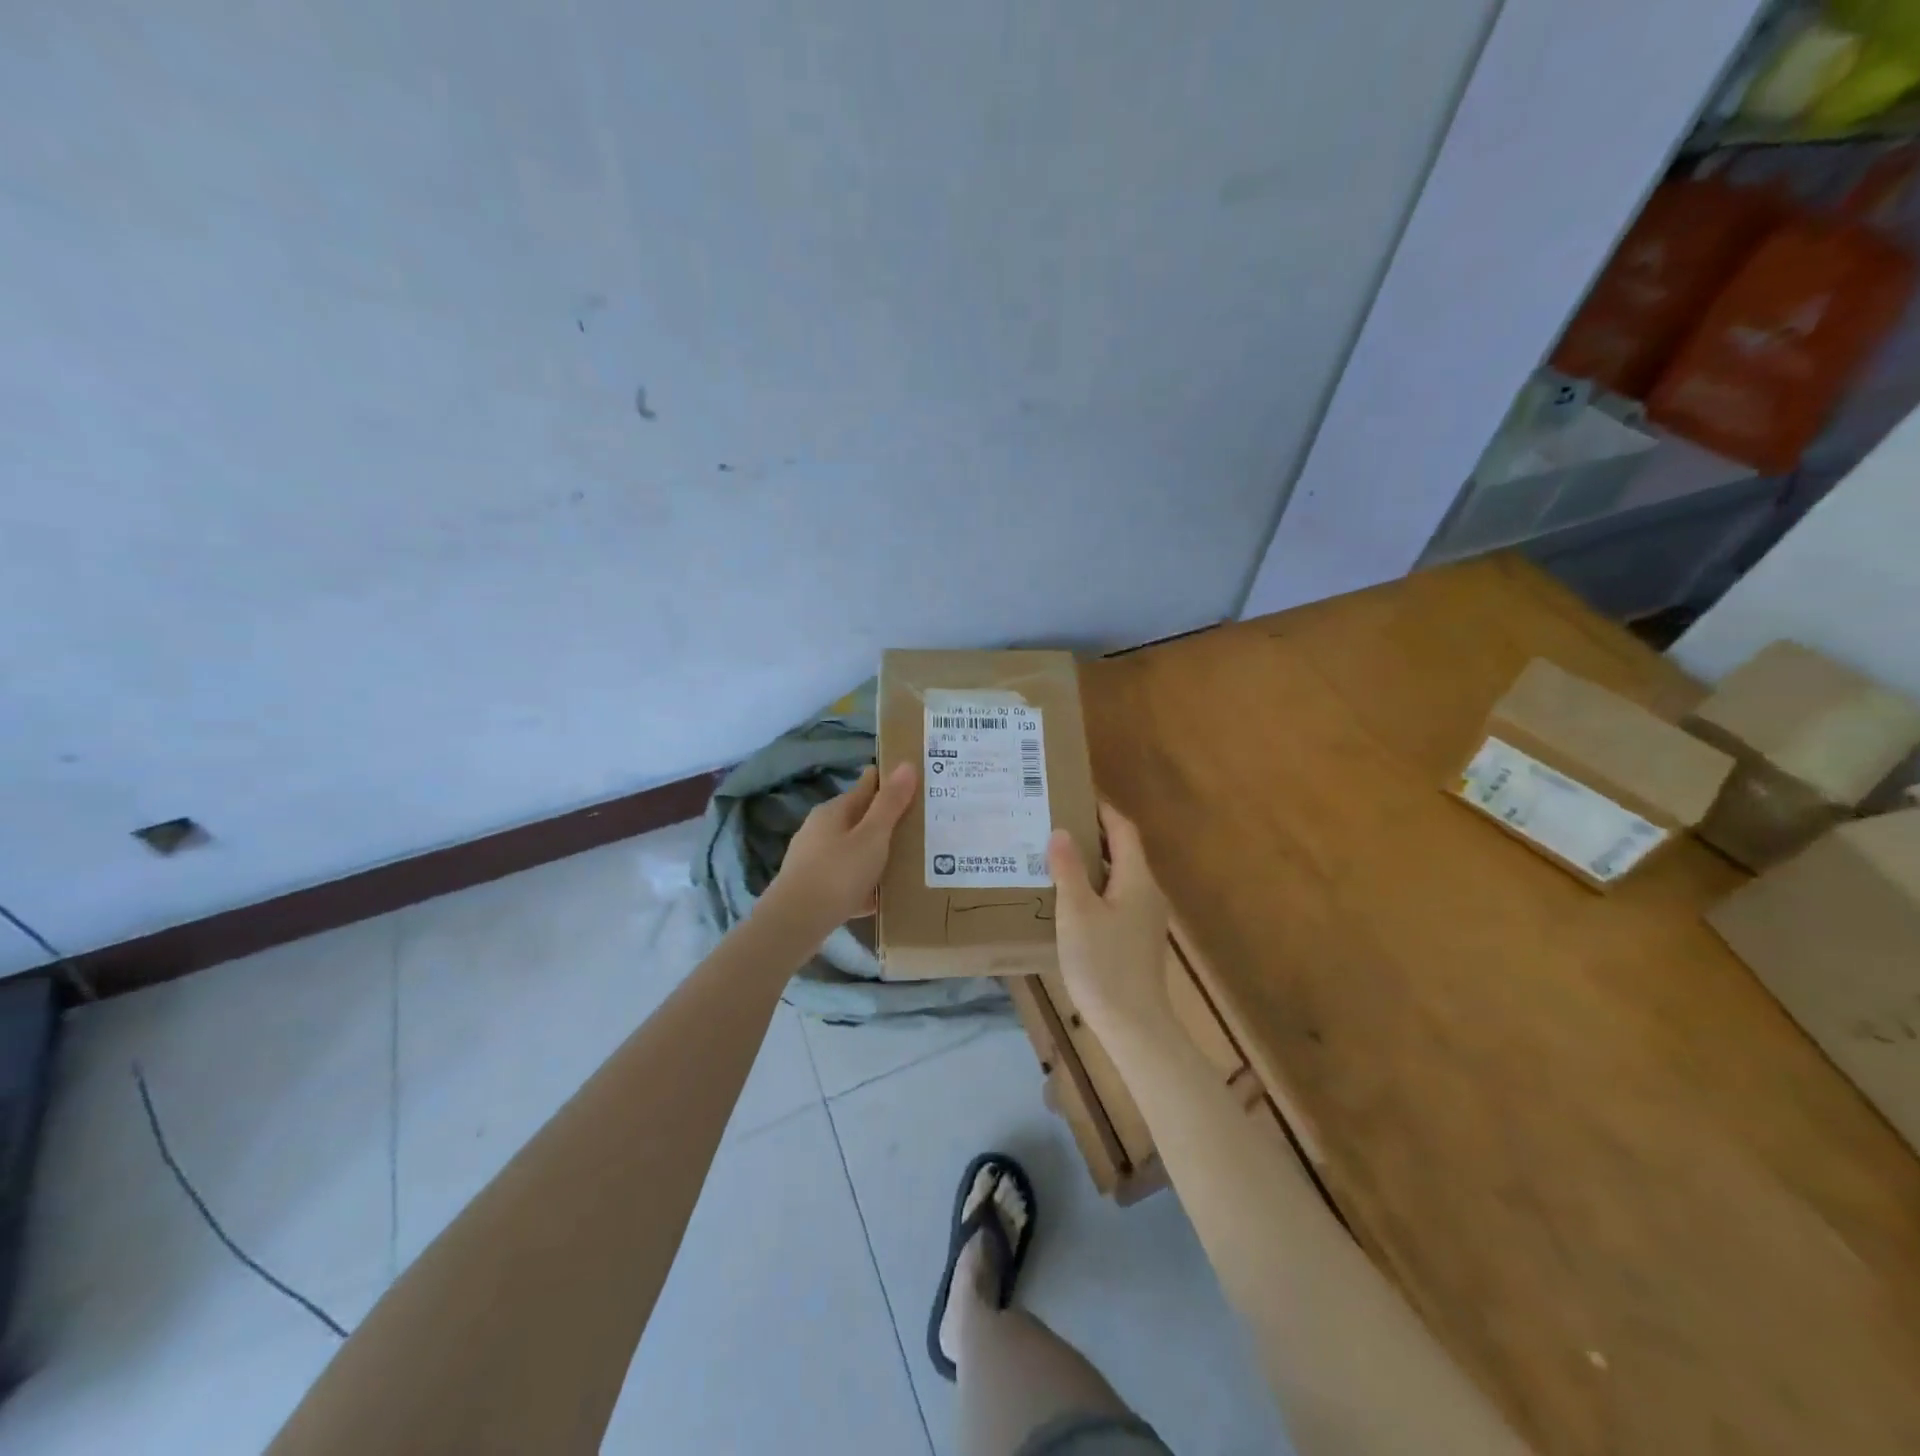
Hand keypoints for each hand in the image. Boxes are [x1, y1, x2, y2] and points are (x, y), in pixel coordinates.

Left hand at [764, 764, 916, 939]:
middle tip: (918, 825)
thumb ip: (890, 803)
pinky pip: (845, 878)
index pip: (866, 786)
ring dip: (874, 853)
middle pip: (858, 819)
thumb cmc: (837, 874)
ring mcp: (812, 859)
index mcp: (833, 811)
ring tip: (905, 861)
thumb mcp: (872, 837)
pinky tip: (879, 896)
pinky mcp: (811, 887)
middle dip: (884, 820)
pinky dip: (863, 882)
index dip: (888, 782)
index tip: (914, 783)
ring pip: (852, 849)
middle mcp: (819, 829)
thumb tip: (906, 764)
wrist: (794, 924)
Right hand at [1048, 801, 1170, 1040]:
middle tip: (1055, 826)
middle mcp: (1147, 893)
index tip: (1075, 796)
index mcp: (1136, 879)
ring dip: (1091, 864)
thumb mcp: (1076, 912)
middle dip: (1092, 835)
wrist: (1134, 1024)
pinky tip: (1068, 901)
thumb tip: (1062, 832)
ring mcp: (1145, 918)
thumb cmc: (1103, 963)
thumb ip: (1068, 869)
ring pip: (1118, 877)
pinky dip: (1094, 888)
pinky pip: (1116, 899)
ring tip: (1055, 859)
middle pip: (1122, 852)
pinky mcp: (1137, 939)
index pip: (1123, 829)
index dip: (1102, 810)